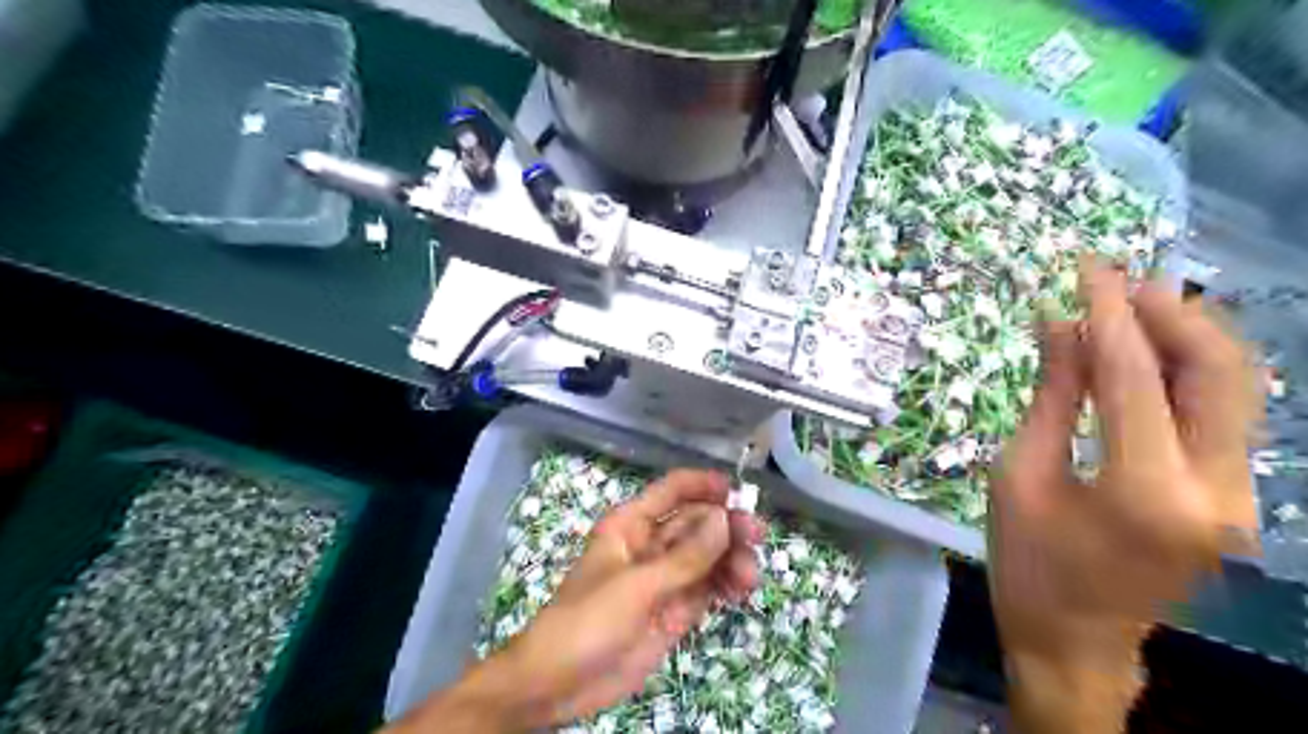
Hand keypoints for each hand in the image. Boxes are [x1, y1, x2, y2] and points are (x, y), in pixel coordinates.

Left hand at [392, 469, 762, 732]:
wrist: (559, 684)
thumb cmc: (587, 621)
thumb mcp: (637, 586)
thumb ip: (684, 557)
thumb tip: (724, 519)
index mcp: (631, 524)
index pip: (672, 491)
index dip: (703, 485)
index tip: (737, 491)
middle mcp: (651, 544)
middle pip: (697, 523)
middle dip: (727, 526)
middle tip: (755, 535)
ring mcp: (665, 578)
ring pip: (707, 556)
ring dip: (731, 558)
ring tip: (748, 576)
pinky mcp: (674, 609)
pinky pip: (706, 587)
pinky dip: (726, 585)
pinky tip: (741, 589)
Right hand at [997, 263, 1260, 733]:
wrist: (1075, 641)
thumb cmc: (1027, 562)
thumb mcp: (1019, 473)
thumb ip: (1051, 396)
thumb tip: (1057, 324)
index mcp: (1145, 490)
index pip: (1135, 376)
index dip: (1109, 314)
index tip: (1087, 268)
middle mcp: (1216, 488)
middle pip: (1219, 372)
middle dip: (1171, 312)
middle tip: (1119, 279)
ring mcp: (1240, 495)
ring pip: (1240, 386)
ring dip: (1191, 334)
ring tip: (1135, 302)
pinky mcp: (1236, 495)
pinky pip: (1228, 412)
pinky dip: (1192, 369)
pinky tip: (1152, 349)